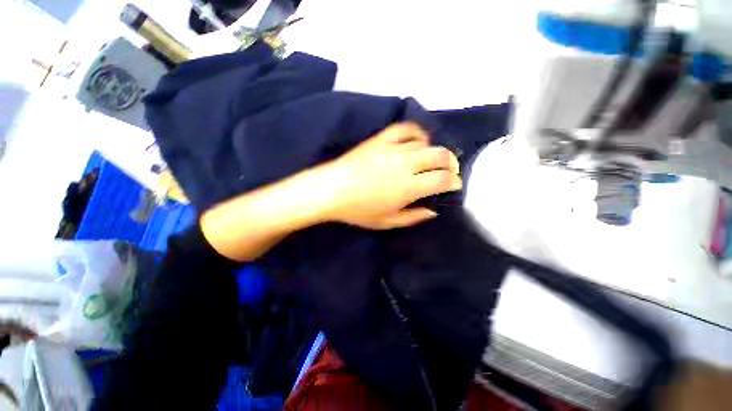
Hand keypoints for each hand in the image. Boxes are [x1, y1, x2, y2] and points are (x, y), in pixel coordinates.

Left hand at [320, 122, 461, 228]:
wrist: (331, 190)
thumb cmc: (358, 210)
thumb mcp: (387, 222)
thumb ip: (413, 217)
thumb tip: (433, 210)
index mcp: (408, 187)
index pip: (442, 179)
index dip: (454, 182)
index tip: (454, 185)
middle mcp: (405, 164)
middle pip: (440, 155)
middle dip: (451, 163)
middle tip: (450, 171)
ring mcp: (392, 149)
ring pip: (426, 143)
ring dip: (436, 151)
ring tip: (434, 159)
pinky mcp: (381, 139)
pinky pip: (405, 129)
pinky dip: (417, 133)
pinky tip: (419, 141)